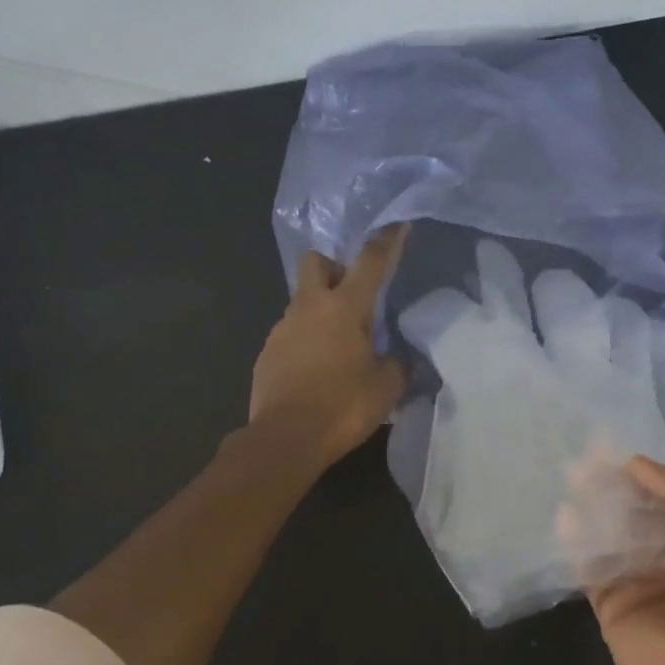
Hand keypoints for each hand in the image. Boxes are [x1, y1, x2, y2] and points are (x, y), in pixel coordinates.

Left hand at [250, 226, 408, 468]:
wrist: (285, 439)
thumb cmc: (343, 407)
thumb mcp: (387, 387)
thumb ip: (397, 364)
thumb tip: (397, 357)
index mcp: (344, 308)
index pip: (370, 262)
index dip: (388, 241)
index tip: (398, 226)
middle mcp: (309, 308)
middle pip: (316, 262)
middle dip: (334, 266)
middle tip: (353, 294)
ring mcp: (282, 328)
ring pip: (302, 300)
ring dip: (320, 309)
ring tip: (339, 344)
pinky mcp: (267, 352)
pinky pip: (290, 332)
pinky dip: (306, 339)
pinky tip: (317, 369)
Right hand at [587, 458, 664, 664]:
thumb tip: (637, 463)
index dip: (645, 471)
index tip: (612, 447)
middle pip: (636, 511)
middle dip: (613, 485)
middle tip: (582, 460)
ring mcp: (639, 580)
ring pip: (610, 533)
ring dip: (591, 507)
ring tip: (568, 478)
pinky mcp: (610, 603)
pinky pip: (588, 565)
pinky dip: (574, 541)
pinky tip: (562, 517)